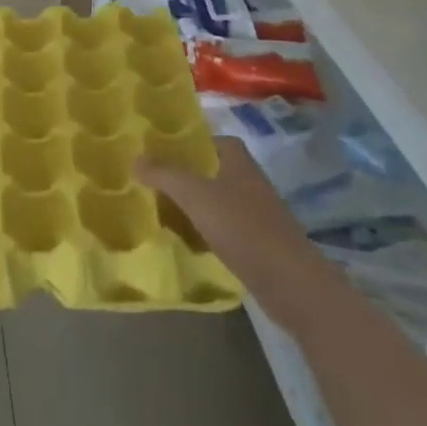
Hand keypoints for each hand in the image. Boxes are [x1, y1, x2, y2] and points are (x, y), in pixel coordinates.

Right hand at [137, 137, 308, 287]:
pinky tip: (187, 243)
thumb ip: (164, 174)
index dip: (191, 144)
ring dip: (195, 207)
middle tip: (155, 183)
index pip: (214, 141)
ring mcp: (258, 215)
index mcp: (239, 162)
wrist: (291, 283)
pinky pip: (226, 230)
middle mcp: (250, 182)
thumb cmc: (242, 227)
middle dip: (187, 176)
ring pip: (218, 202)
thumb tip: (135, 157)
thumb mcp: (195, 195)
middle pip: (214, 171)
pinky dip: (206, 233)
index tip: (163, 153)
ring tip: (163, 212)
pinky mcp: (260, 245)